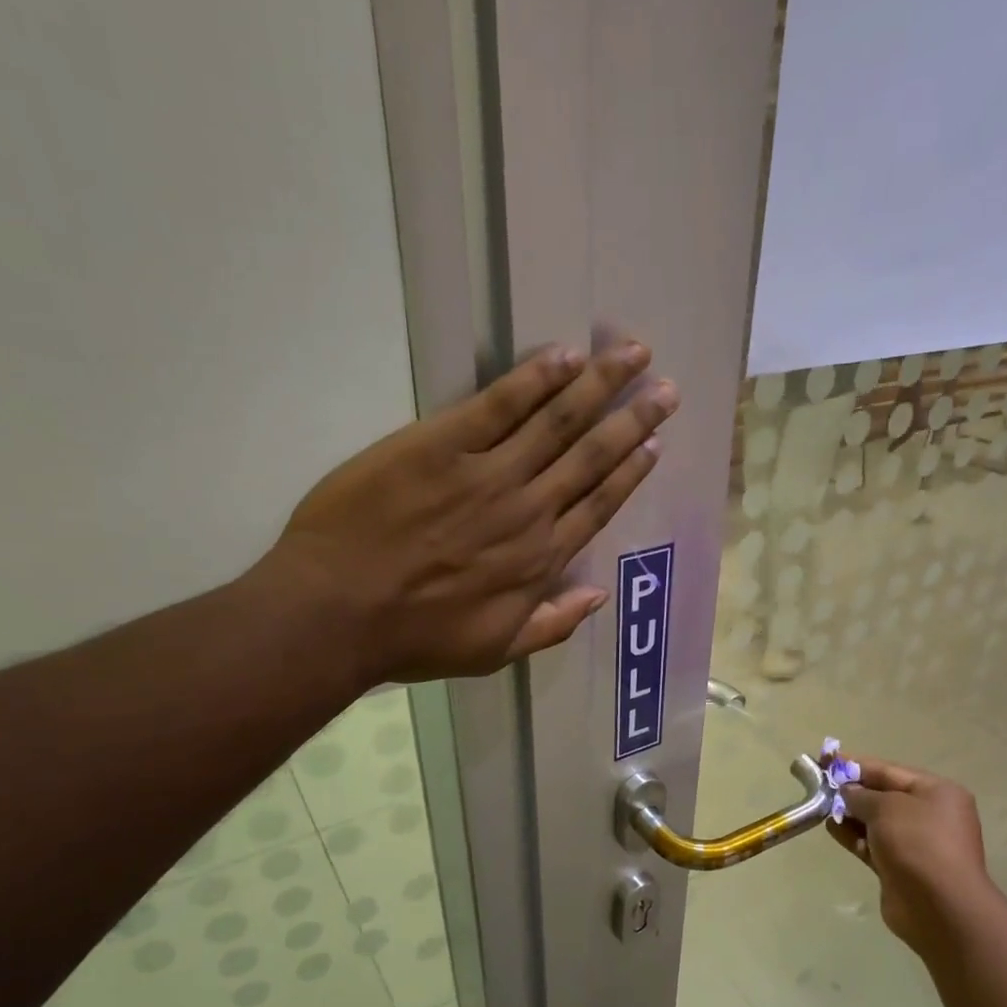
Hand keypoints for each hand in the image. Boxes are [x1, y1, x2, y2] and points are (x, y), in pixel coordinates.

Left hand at [260, 341, 676, 684]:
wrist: (339, 612)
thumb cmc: (415, 638)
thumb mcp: (494, 651)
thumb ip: (552, 626)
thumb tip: (598, 598)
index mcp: (541, 560)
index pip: (599, 505)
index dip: (630, 471)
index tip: (655, 443)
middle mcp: (528, 510)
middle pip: (591, 456)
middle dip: (633, 419)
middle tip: (667, 389)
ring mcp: (487, 473)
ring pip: (557, 421)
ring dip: (599, 385)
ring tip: (634, 355)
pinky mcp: (441, 443)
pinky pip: (499, 403)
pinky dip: (535, 377)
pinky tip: (565, 355)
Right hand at [826, 755, 998, 953]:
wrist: (938, 906)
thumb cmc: (917, 843)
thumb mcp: (886, 807)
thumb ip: (861, 795)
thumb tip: (847, 792)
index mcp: (937, 792)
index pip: (890, 771)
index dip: (856, 764)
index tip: (826, 759)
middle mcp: (930, 815)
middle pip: (883, 795)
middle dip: (852, 790)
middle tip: (819, 785)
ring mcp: (916, 843)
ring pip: (876, 822)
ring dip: (850, 814)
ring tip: (820, 807)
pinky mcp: (901, 868)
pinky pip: (873, 845)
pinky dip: (853, 836)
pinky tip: (831, 829)